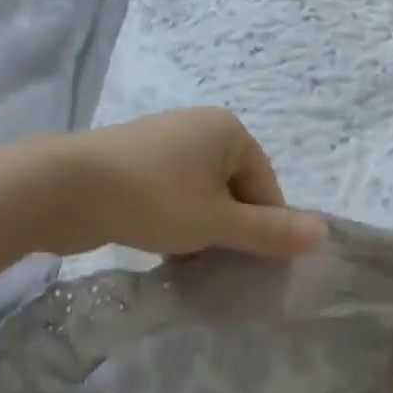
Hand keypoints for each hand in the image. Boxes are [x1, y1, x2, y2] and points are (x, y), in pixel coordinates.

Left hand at [48, 107, 327, 259]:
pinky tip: (160, 243)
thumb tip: (324, 232)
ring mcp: (168, 139)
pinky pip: (174, 189)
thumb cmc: (155, 198)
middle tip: (212, 266)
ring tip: (185, 259)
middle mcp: (202, 126)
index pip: (265, 186)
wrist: (69, 186)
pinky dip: (175, 217)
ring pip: (203, 192)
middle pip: (235, 188)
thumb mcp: (216, 221)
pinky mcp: (140, 156)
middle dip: (228, 228)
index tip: (243, 266)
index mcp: (229, 130)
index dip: (260, 229)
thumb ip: (269, 231)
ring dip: (201, 227)